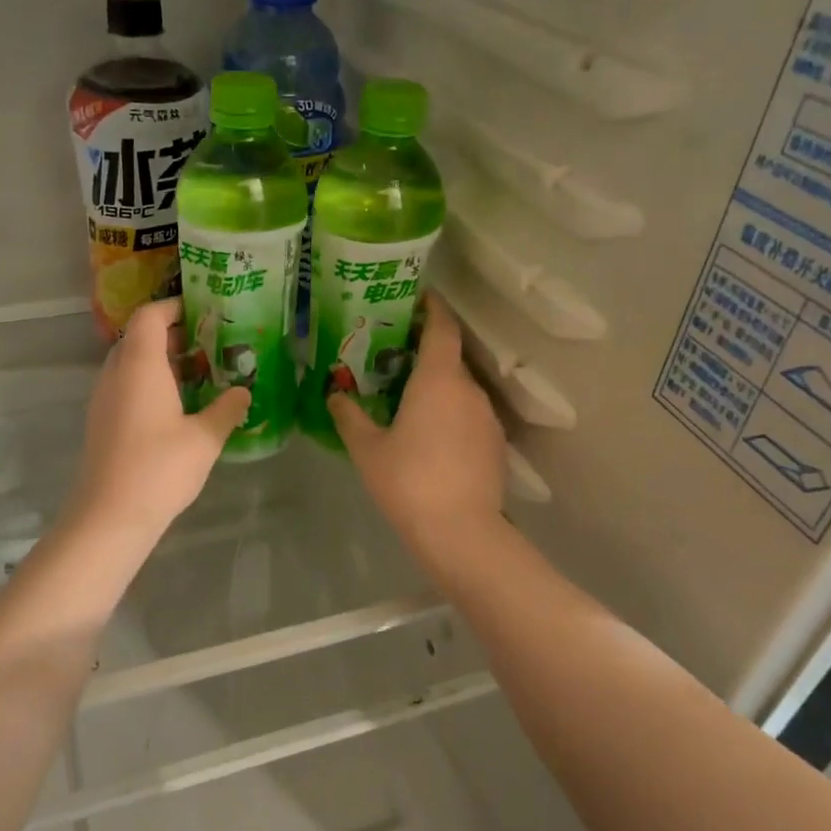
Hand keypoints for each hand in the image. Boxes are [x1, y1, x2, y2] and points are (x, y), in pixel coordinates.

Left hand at [64, 298, 250, 540]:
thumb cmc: (159, 468)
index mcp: (140, 365)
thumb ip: (227, 409)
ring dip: (162, 360)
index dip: (174, 307)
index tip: (203, 312)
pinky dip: (150, 382)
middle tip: (210, 344)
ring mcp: (104, 397)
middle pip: (139, 336)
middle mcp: (116, 373)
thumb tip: (244, 392)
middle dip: (173, 335)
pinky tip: (178, 406)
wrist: (109, 516)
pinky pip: (126, 384)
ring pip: (131, 362)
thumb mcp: (205, 438)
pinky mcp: (102, 420)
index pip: (150, 316)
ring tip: (199, 374)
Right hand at [328, 292, 505, 552]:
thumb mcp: (367, 449)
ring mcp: (487, 418)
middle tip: (395, 358)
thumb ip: (349, 417)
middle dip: (426, 353)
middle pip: (450, 358)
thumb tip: (334, 395)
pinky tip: (432, 437)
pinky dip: (451, 414)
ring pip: (461, 390)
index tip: (418, 298)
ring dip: (439, 387)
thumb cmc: (408, 481)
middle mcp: (469, 390)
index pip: (442, 328)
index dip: (432, 308)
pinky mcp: (496, 444)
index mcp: (439, 380)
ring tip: (410, 400)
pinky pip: (470, 415)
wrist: (460, 532)